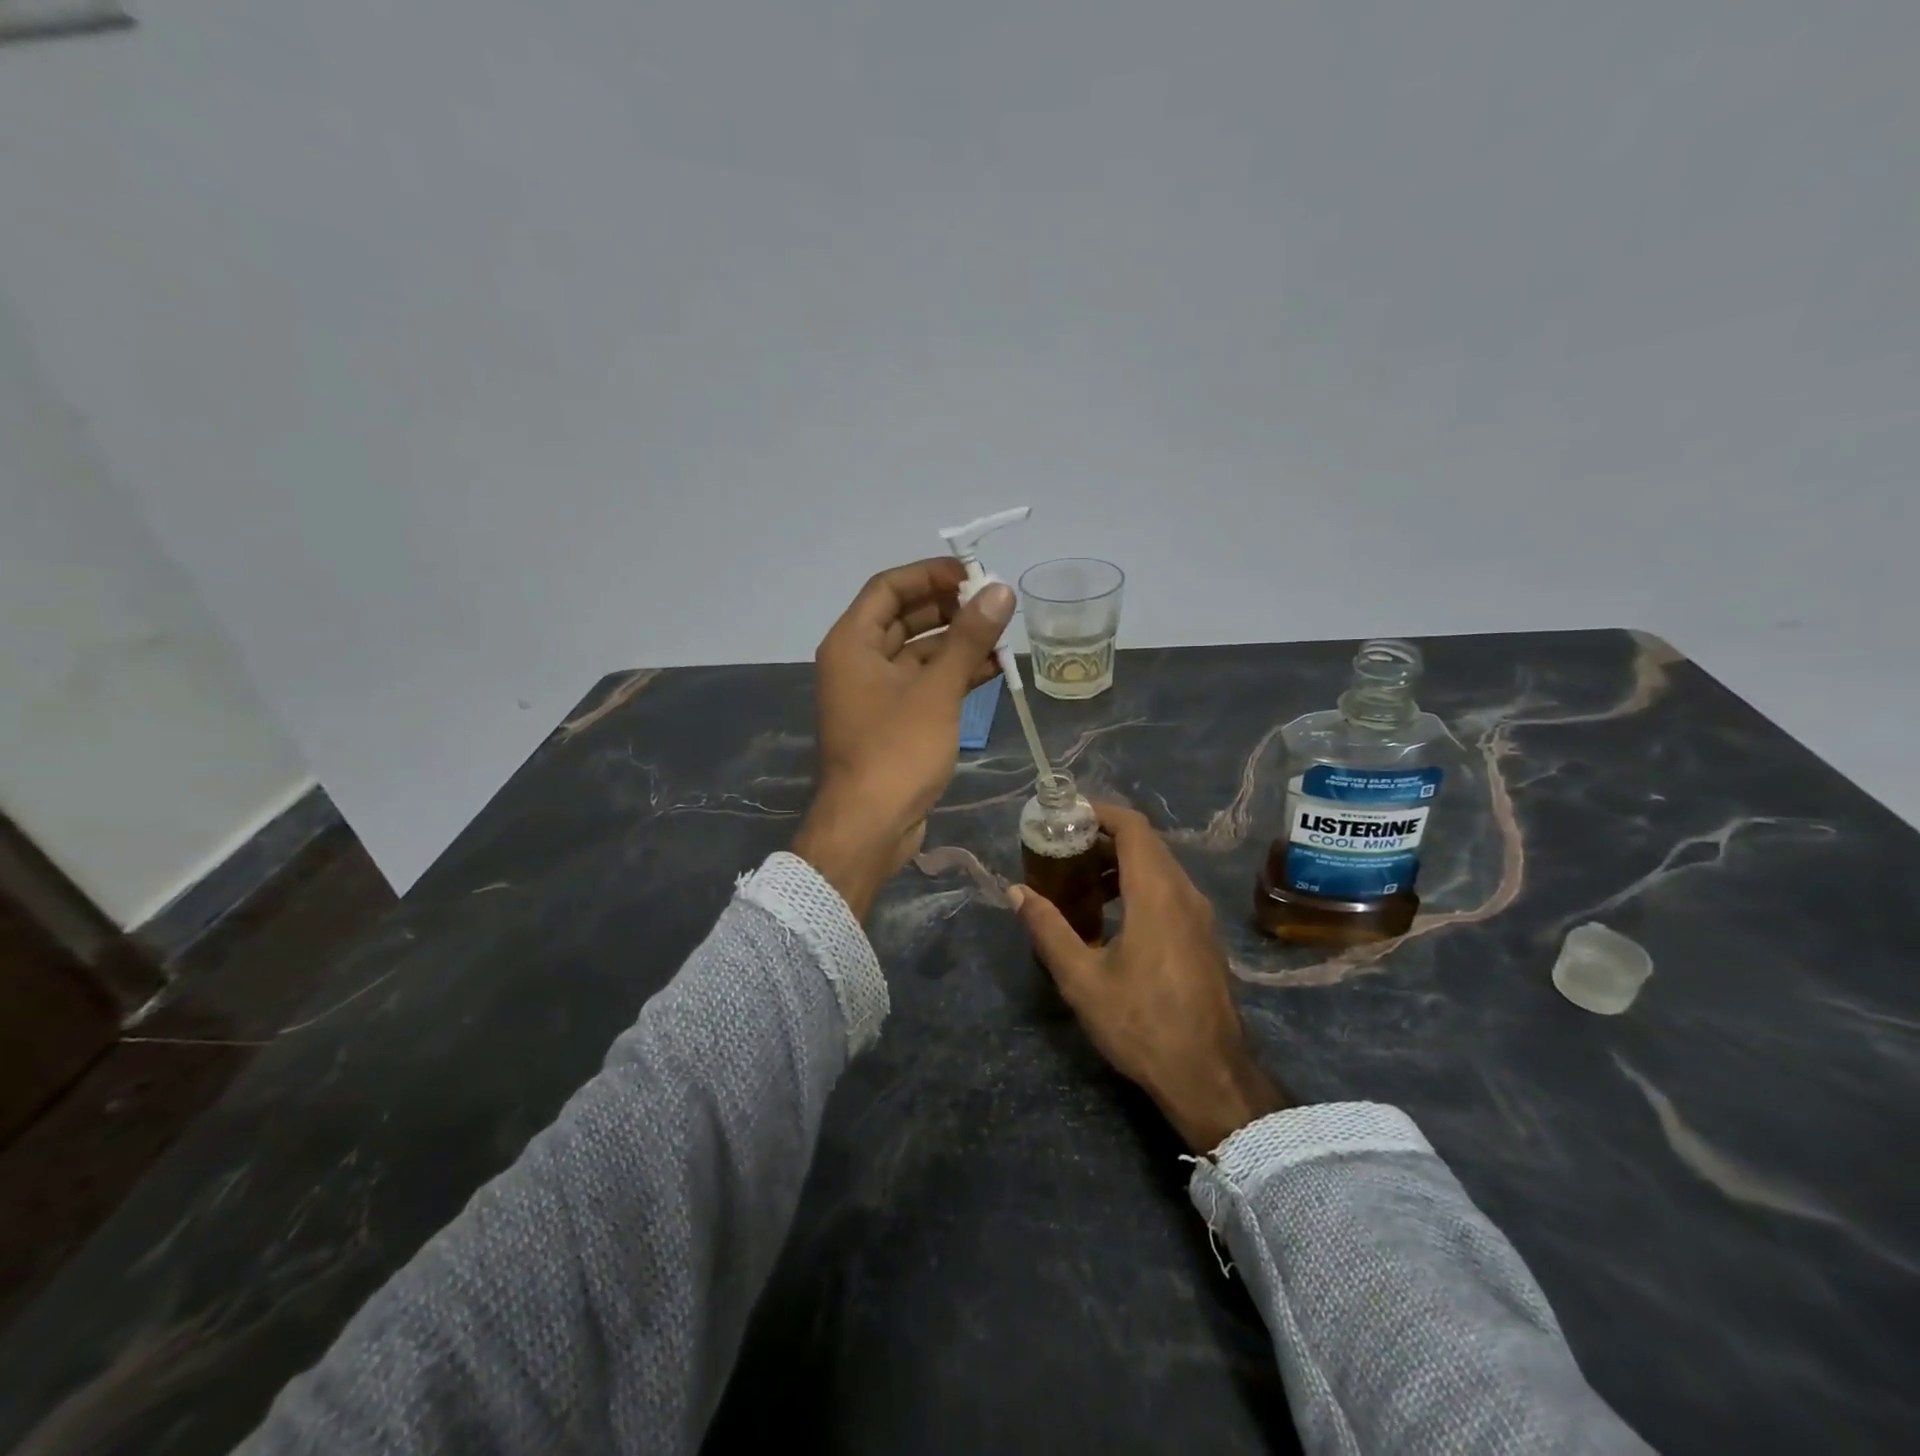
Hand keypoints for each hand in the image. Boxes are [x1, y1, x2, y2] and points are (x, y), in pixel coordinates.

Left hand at [792, 558, 1014, 918]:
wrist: (871, 826)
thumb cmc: (897, 750)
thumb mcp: (937, 690)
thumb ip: (969, 638)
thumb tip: (1001, 591)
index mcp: (852, 644)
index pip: (888, 588)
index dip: (929, 574)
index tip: (973, 574)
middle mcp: (857, 663)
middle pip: (904, 619)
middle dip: (949, 609)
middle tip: (994, 603)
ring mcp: (875, 695)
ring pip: (918, 654)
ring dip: (958, 643)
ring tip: (1004, 634)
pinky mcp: (893, 723)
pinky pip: (924, 685)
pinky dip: (954, 676)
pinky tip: (993, 669)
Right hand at [1008, 804, 1289, 1152]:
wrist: (1208, 1075)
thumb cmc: (1141, 1023)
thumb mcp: (1082, 978)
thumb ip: (1047, 928)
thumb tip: (1016, 891)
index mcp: (1156, 893)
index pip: (1133, 827)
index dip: (1100, 812)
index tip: (1066, 814)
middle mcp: (1184, 893)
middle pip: (1146, 843)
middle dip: (1104, 837)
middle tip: (1063, 847)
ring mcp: (1200, 915)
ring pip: (1160, 867)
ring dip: (1121, 863)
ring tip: (1080, 882)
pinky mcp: (1204, 936)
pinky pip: (1170, 890)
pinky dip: (1138, 885)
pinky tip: (1111, 916)